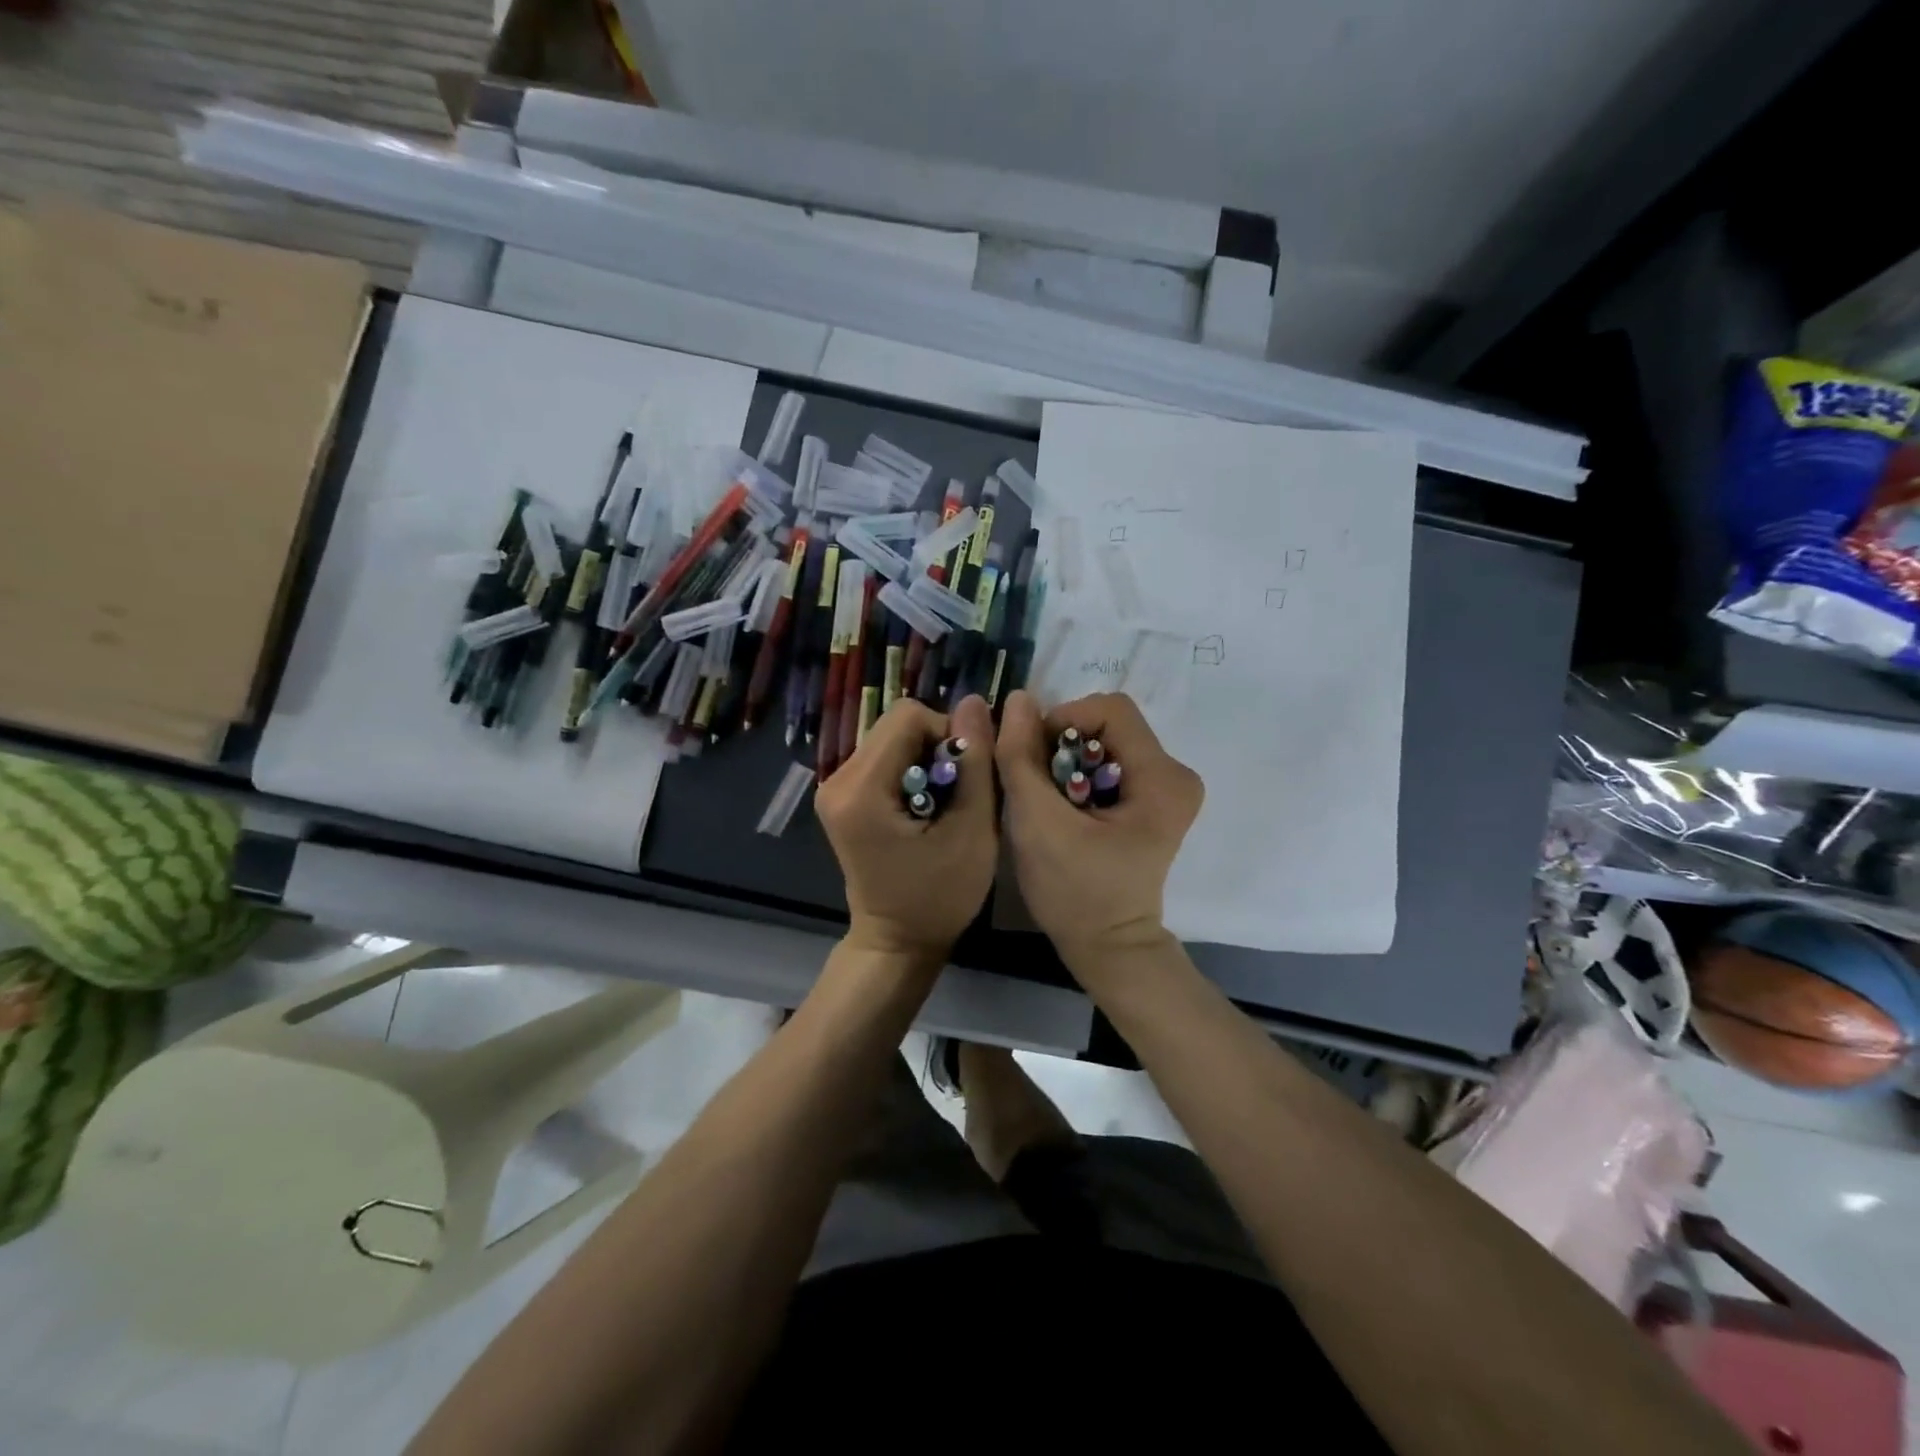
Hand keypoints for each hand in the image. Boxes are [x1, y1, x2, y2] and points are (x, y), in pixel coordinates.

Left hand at [815, 694, 998, 964]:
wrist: (896, 941)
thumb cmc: (939, 897)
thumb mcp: (972, 831)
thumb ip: (975, 762)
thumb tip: (974, 701)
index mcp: (860, 789)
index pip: (909, 717)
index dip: (949, 735)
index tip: (966, 777)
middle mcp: (836, 779)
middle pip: (897, 724)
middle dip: (937, 746)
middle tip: (958, 791)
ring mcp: (834, 786)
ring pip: (892, 737)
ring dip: (927, 758)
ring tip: (943, 802)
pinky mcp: (841, 795)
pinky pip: (884, 757)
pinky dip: (912, 770)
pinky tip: (925, 805)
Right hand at [994, 690, 1202, 968]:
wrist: (1107, 947)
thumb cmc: (1075, 892)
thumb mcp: (1036, 823)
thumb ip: (1021, 757)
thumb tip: (1017, 699)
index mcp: (1162, 778)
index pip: (1109, 709)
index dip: (1063, 720)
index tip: (1032, 756)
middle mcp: (1176, 774)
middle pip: (1108, 725)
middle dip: (1062, 744)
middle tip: (1035, 781)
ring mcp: (1168, 788)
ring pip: (1105, 742)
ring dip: (1066, 760)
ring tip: (1047, 798)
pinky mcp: (1154, 801)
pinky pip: (1110, 762)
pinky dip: (1078, 774)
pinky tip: (1064, 806)